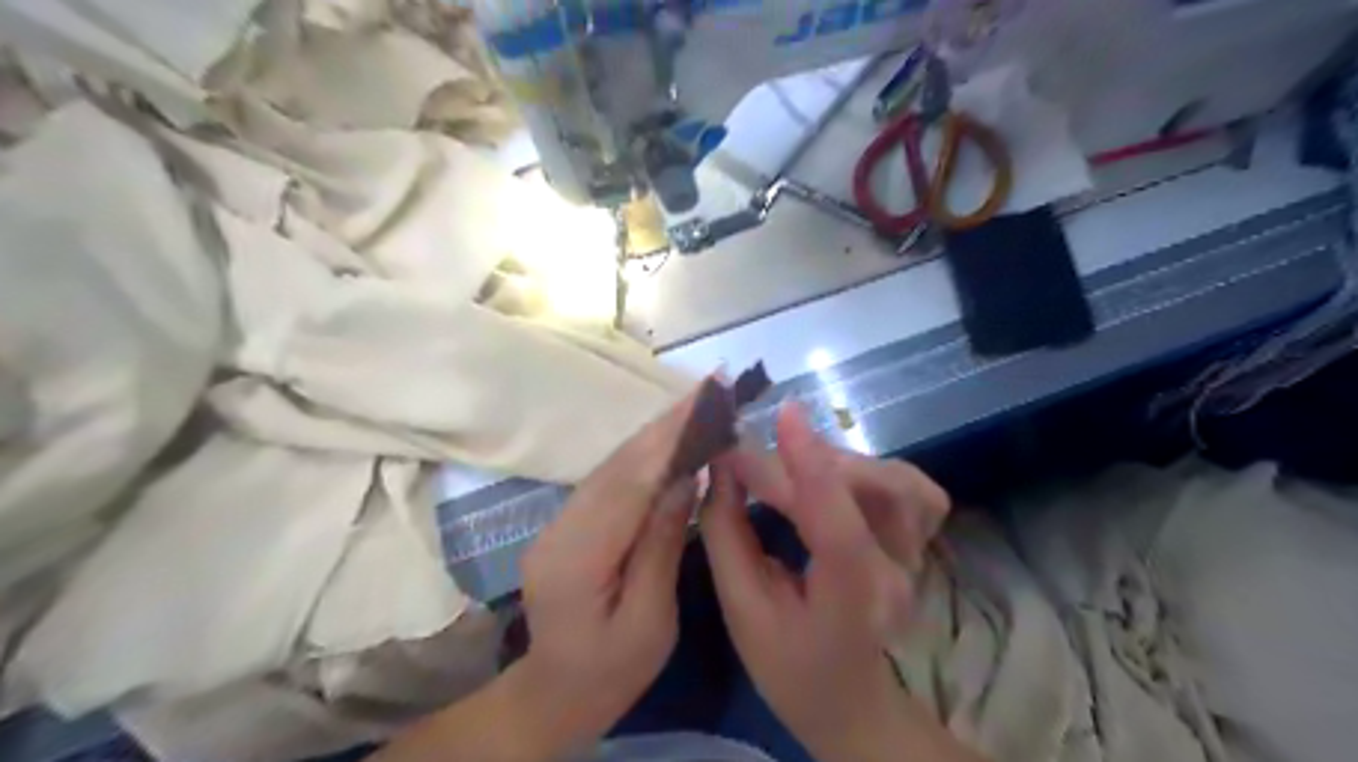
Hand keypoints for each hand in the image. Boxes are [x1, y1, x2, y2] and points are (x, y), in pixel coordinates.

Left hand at [514, 384, 704, 752]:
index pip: (630, 485)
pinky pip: (608, 479)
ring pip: (611, 466)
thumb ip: (662, 545)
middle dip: (665, 425)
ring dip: (654, 433)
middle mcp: (560, 529)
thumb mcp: (651, 622)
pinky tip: (667, 438)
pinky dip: (641, 454)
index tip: (704, 404)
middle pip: (618, 466)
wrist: (555, 692)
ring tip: (695, 404)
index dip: (668, 440)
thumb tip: (684, 478)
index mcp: (578, 560)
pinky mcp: (567, 522)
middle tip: (707, 389)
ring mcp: (558, 523)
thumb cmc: (611, 673)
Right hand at [701, 406, 953, 761]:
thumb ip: (728, 533)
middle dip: (805, 461)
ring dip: (838, 460)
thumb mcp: (742, 609)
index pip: (839, 527)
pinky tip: (835, 476)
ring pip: (897, 479)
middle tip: (748, 465)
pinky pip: (910, 484)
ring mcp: (918, 554)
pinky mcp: (920, 539)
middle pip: (873, 489)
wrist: (849, 696)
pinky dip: (870, 467)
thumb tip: (721, 466)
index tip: (783, 414)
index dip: (812, 465)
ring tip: (791, 469)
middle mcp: (897, 573)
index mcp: (851, 602)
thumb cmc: (788, 664)